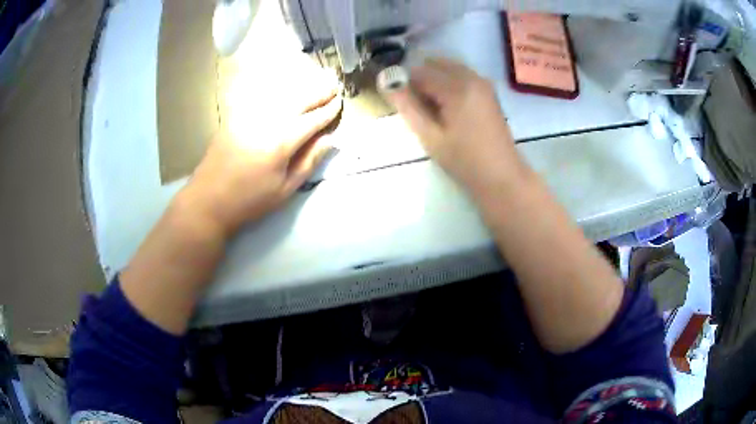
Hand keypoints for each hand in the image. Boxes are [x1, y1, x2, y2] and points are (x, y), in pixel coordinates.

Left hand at [179, 89, 341, 234]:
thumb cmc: (250, 200)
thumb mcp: (285, 189)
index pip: (313, 120)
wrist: (209, 200)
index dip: (328, 111)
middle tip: (333, 85)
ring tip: (315, 82)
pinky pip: (260, 96)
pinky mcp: (236, 117)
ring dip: (300, 87)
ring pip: (280, 95)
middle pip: (298, 100)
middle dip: (318, 92)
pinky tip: (283, 88)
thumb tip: (329, 140)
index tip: (340, 102)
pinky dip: (275, 90)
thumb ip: (308, 162)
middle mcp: (267, 121)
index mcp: (282, 141)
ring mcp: (249, 116)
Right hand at [385, 58, 524, 194]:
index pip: (420, 72)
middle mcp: (471, 77)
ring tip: (433, 109)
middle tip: (418, 107)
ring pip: (448, 68)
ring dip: (435, 80)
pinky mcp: (488, 90)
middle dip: (421, 79)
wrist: (502, 175)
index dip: (405, 84)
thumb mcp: (431, 137)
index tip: (402, 104)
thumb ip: (408, 107)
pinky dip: (449, 83)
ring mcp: (482, 82)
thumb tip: (388, 84)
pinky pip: (461, 75)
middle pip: (435, 64)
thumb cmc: (465, 160)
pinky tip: (448, 107)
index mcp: (457, 87)